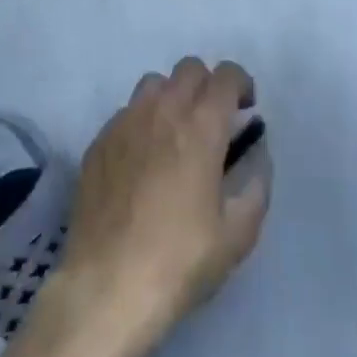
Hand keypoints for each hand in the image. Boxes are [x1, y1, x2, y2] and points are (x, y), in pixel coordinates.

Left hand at [54, 59, 270, 351]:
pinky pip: (127, 112)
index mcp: (201, 125)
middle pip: (189, 69)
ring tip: (175, 133)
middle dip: (207, 85)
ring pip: (155, 83)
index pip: (225, 76)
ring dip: (172, 96)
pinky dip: (142, 122)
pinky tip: (142, 159)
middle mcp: (163, 110)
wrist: (106, 287)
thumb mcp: (237, 235)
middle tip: (212, 120)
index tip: (245, 108)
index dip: (240, 84)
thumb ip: (256, 186)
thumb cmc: (179, 261)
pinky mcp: (100, 141)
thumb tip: (257, 155)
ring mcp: (126, 122)